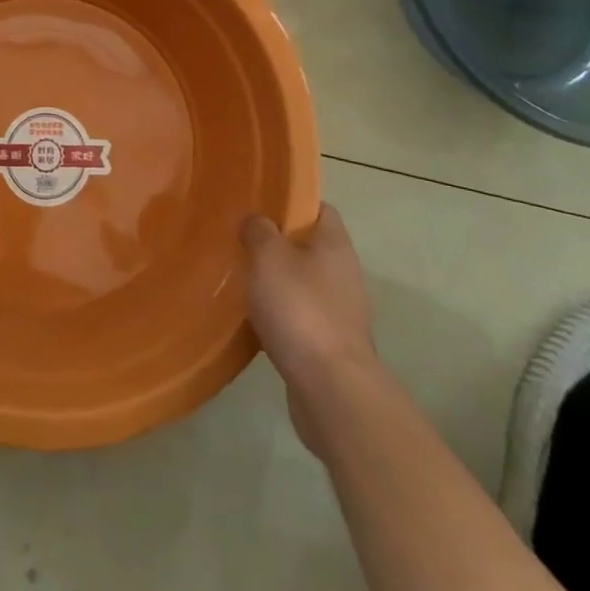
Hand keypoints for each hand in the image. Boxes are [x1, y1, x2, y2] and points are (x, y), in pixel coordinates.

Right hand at [242, 205, 380, 458]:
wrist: (331, 389)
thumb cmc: (300, 309)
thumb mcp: (269, 257)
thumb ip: (260, 231)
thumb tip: (258, 221)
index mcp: (335, 245)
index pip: (319, 208)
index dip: (293, 202)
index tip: (261, 204)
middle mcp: (345, 274)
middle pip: (311, 247)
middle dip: (280, 244)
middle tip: (244, 241)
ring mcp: (342, 312)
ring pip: (306, 284)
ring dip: (280, 282)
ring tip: (244, 280)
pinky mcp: (333, 345)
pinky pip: (303, 318)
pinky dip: (283, 315)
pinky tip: (256, 319)